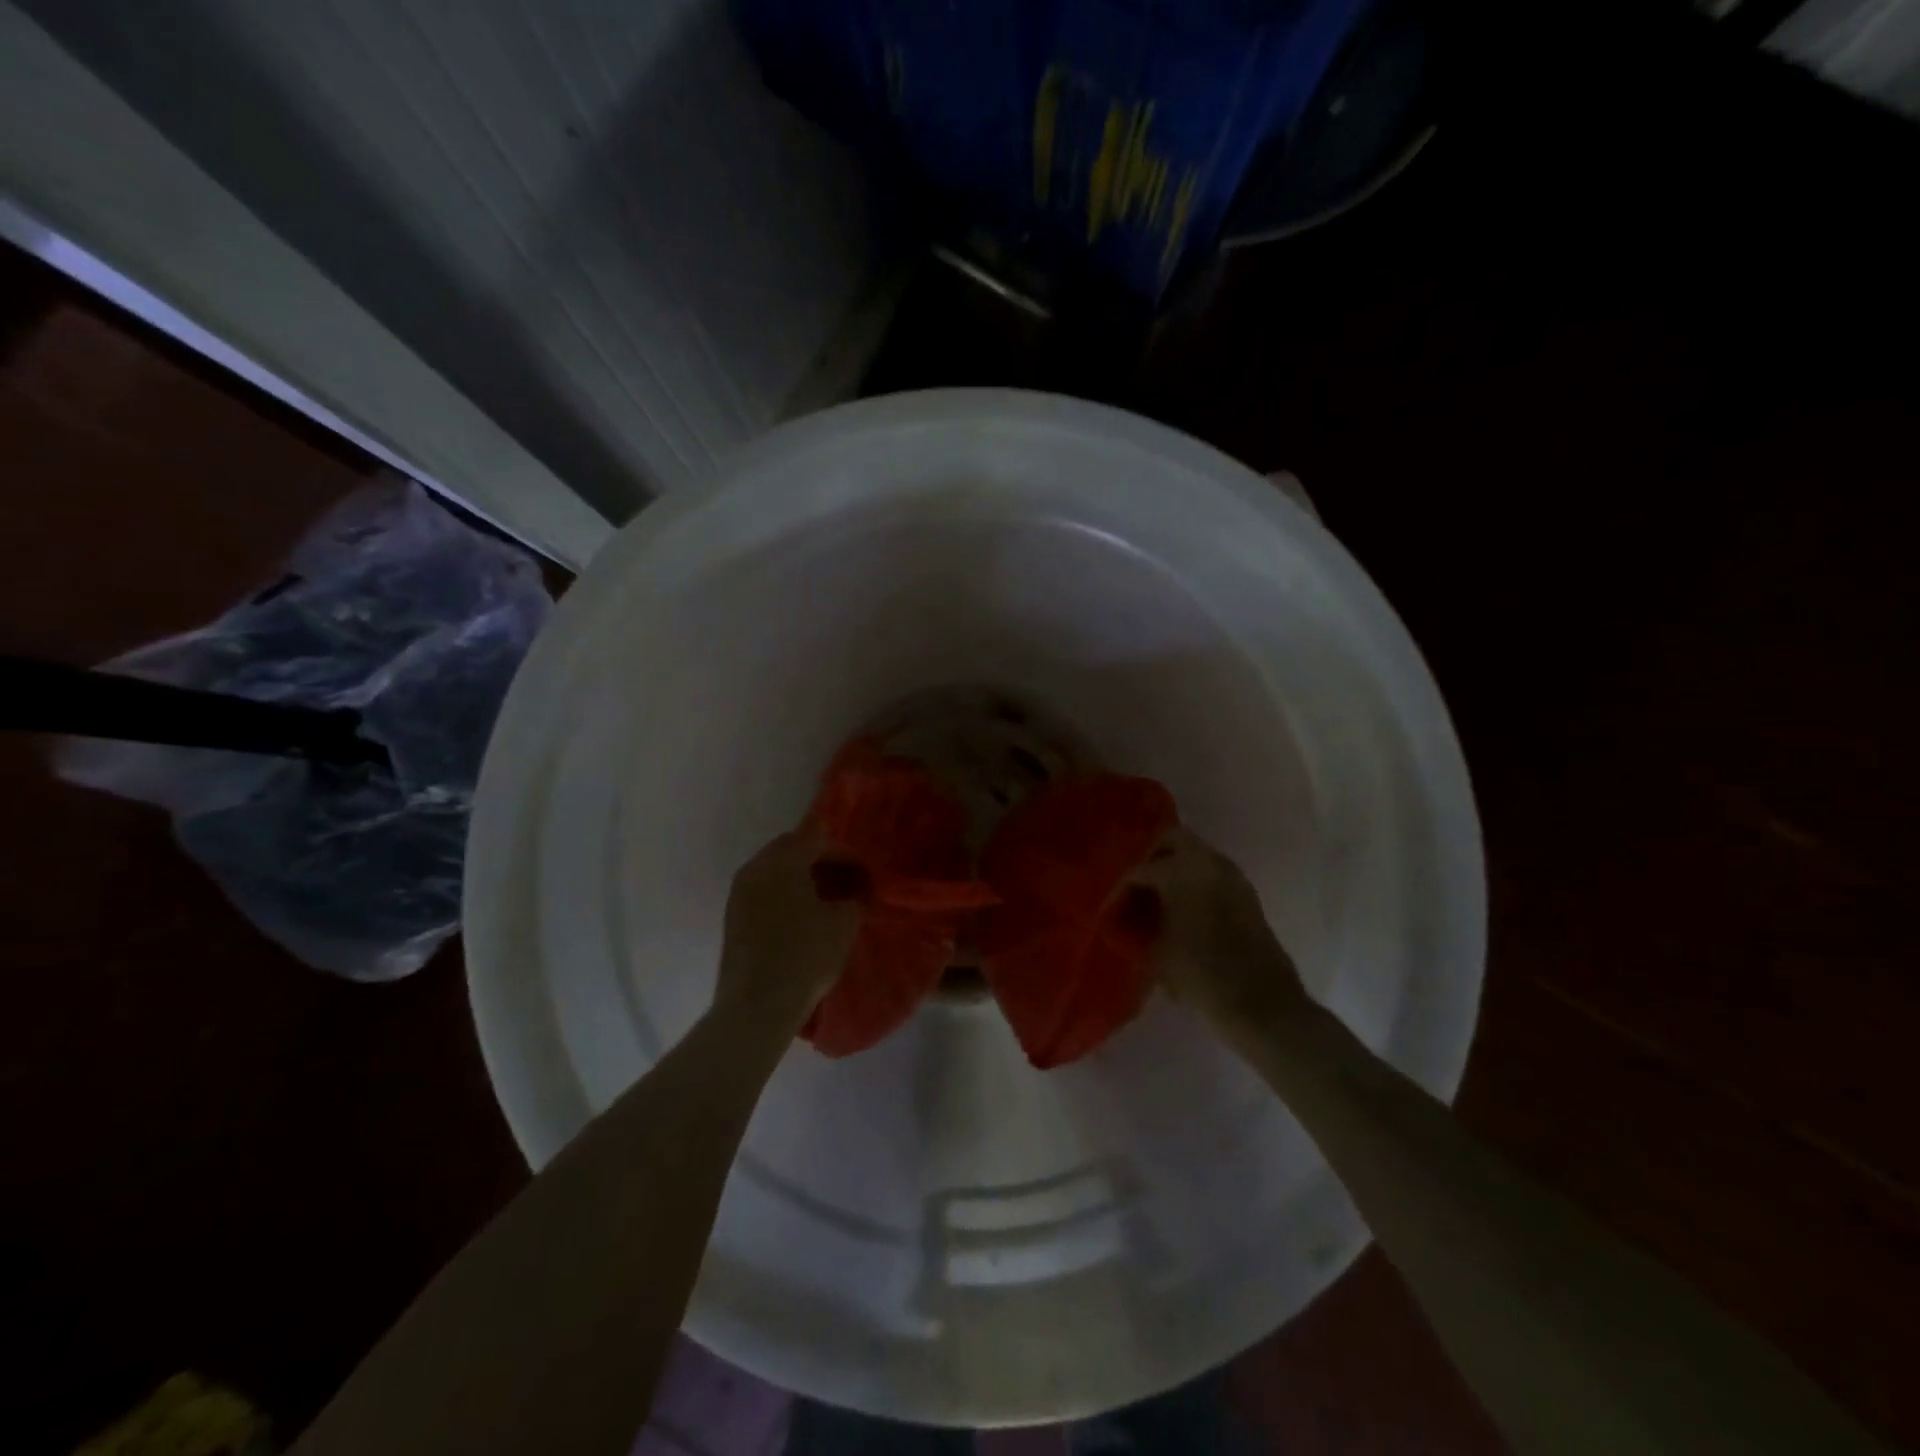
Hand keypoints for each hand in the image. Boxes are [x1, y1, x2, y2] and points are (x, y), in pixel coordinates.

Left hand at [716, 828, 860, 1026]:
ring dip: (799, 877)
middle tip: (843, 883)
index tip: (861, 873)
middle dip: (819, 860)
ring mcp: (739, 892)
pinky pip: (763, 890)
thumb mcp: (843, 925)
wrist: (756, 1006)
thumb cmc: (805, 957)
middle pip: (791, 848)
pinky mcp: (732, 916)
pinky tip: (800, 918)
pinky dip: (783, 894)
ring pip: (774, 869)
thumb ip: (852, 897)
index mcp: (783, 861)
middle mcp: (756, 868)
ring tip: (823, 902)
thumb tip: (853, 892)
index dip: (843, 852)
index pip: (817, 838)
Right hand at [1128, 828, 1309, 1034]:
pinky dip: (1196, 883)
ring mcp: (1234, 878)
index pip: (1140, 870)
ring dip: (1177, 869)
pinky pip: (1213, 875)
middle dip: (1152, 858)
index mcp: (1182, 871)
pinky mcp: (1248, 897)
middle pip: (1174, 840)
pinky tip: (1183, 912)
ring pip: (1197, 856)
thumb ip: (1140, 927)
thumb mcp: (1157, 953)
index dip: (1121, 890)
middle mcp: (1210, 863)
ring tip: (1158, 901)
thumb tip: (1129, 920)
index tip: (1110, 911)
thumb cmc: (1201, 977)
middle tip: (1136, 888)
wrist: (1264, 1008)